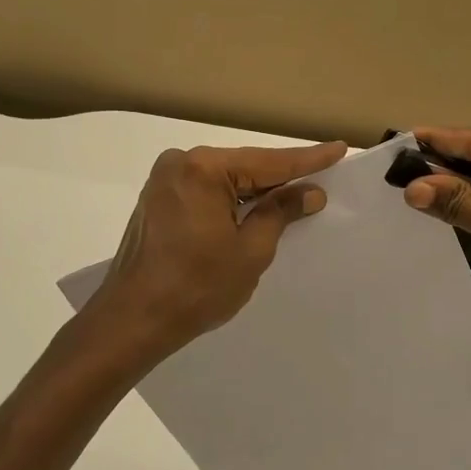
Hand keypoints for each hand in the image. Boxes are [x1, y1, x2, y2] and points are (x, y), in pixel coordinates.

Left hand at [91, 141, 346, 351]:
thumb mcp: (250, 251)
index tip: (338, 148)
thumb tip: (308, 192)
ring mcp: (164, 181)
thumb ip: (280, 213)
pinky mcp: (156, 201)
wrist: (132, 320)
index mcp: (204, 169)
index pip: (269, 162)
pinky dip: (230, 201)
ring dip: (254, 192)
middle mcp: (180, 164)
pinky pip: (205, 192)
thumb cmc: (196, 287)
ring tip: (293, 195)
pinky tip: (252, 210)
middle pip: (244, 167)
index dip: (308, 160)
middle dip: (281, 177)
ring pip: (224, 181)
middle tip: (321, 177)